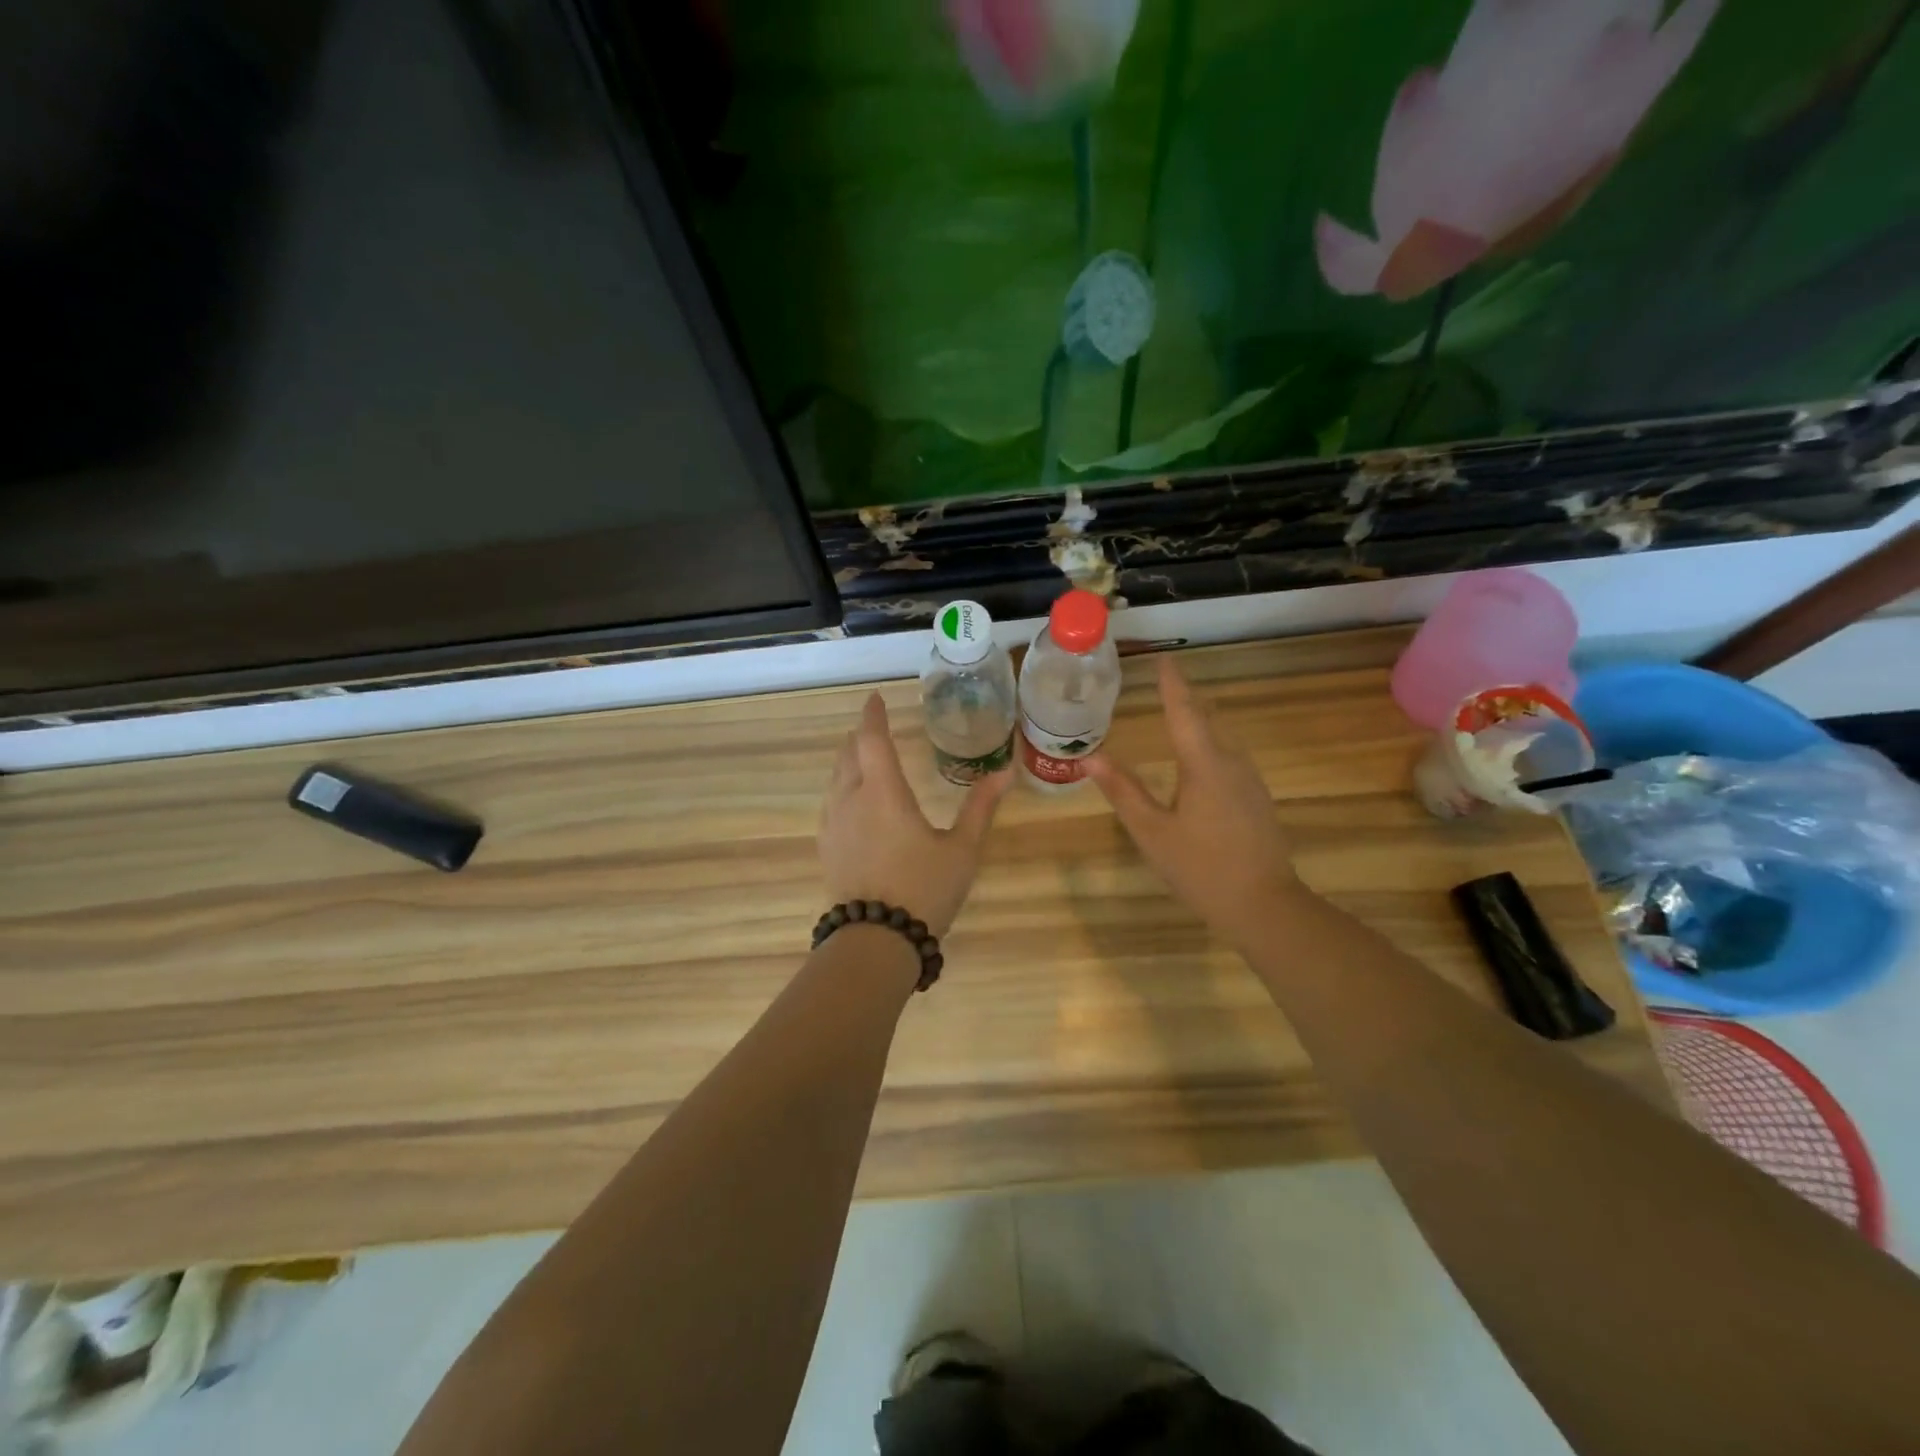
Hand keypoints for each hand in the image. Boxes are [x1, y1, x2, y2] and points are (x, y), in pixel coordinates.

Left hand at [819, 693, 1012, 937]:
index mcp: (883, 792)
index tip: (874, 699)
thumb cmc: (923, 889)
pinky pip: (831, 804)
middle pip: (848, 755)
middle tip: (873, 728)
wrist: (875, 941)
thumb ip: (980, 808)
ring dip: (848, 762)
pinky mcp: (827, 848)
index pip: (872, 740)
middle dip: (860, 737)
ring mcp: (833, 825)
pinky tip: (853, 803)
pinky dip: (842, 788)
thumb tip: (1005, 772)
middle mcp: (851, 800)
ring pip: (835, 780)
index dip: (873, 716)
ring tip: (863, 759)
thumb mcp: (962, 849)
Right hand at [1084, 656, 1299, 944]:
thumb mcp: (1152, 832)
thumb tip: (1090, 757)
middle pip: (1207, 718)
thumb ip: (1123, 791)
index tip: (1164, 659)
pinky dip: (1210, 743)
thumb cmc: (1201, 868)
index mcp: (1204, 765)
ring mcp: (1250, 780)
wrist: (1265, 905)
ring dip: (1200, 719)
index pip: (1184, 712)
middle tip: (1164, 682)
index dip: (1172, 684)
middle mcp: (1232, 762)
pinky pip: (1230, 756)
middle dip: (1186, 697)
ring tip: (1177, 711)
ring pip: (1222, 737)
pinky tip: (1200, 756)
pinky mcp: (1257, 798)